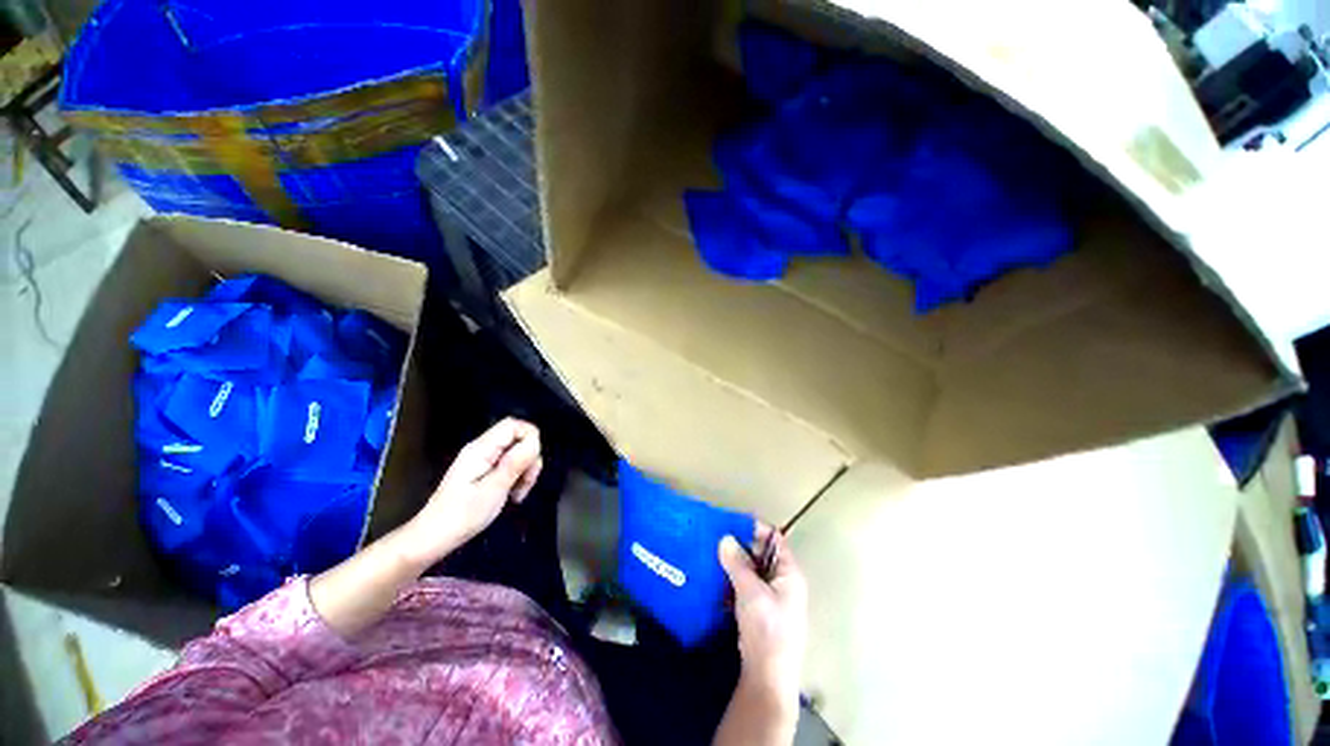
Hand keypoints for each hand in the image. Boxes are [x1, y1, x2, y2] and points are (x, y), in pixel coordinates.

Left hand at [401, 418, 542, 566]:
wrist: (431, 539)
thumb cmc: (462, 515)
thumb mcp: (494, 490)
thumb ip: (515, 463)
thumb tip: (535, 442)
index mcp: (481, 449)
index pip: (514, 425)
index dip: (530, 438)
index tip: (531, 465)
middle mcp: (482, 448)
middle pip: (518, 438)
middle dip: (529, 458)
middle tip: (525, 484)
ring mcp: (482, 460)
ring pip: (516, 452)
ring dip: (524, 470)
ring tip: (518, 494)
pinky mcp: (483, 471)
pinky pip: (508, 464)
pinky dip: (516, 476)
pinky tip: (512, 494)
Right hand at [718, 526, 807, 719]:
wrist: (767, 676)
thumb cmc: (767, 629)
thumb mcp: (751, 592)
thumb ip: (738, 563)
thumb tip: (725, 538)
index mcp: (789, 573)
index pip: (774, 539)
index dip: (754, 528)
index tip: (730, 520)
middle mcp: (783, 581)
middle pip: (761, 553)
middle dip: (740, 544)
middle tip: (715, 536)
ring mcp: (771, 596)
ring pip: (751, 569)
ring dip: (734, 562)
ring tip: (711, 551)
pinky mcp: (759, 609)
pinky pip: (745, 584)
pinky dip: (732, 578)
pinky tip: (715, 575)